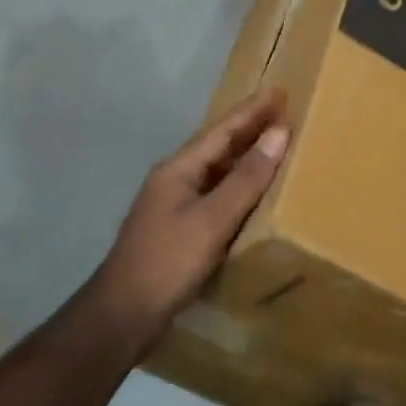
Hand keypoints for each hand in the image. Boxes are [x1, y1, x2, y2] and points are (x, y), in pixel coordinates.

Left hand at [89, 89, 289, 348]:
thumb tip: (278, 133)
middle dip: (249, 128)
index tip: (279, 90)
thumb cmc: (168, 262)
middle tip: (283, 112)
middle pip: (218, 146)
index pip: (223, 130)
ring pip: (215, 170)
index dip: (252, 110)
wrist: (122, 315)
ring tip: (274, 146)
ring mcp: (172, 203)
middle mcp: (174, 178)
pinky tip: (251, 193)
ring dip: (244, 156)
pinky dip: (236, 185)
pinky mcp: (176, 228)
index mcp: (179, 168)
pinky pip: (214, 193)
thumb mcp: (213, 219)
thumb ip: (246, 178)